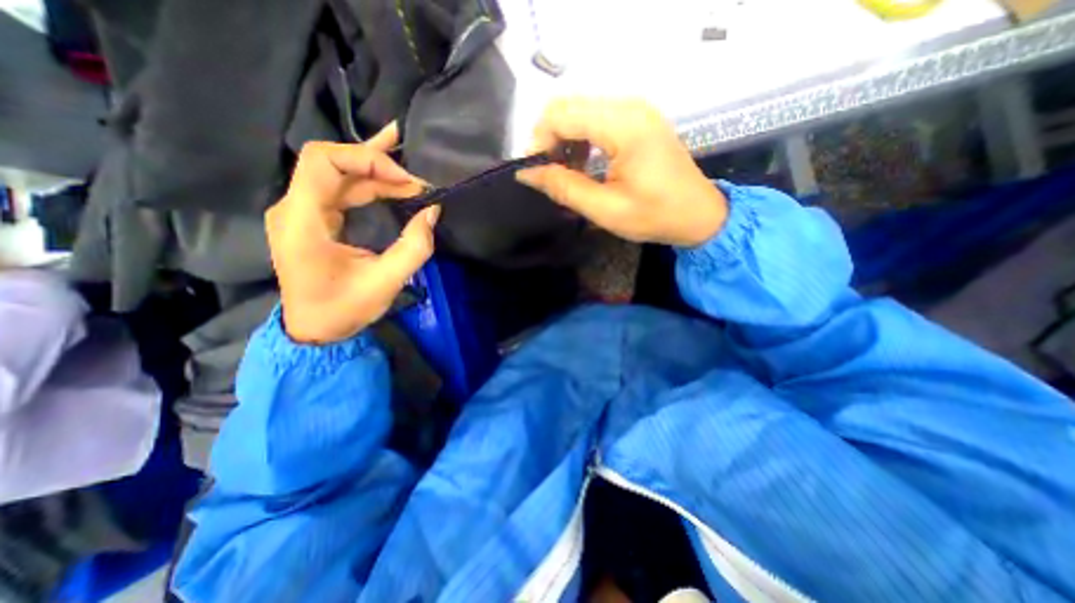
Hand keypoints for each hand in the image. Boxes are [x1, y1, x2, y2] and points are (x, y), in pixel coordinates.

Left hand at [267, 122, 438, 342]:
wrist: (314, 329)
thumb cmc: (344, 309)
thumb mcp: (386, 282)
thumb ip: (414, 247)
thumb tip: (432, 213)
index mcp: (302, 222)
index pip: (324, 161)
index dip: (368, 160)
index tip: (406, 182)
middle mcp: (294, 208)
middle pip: (330, 162)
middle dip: (377, 165)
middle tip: (417, 181)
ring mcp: (301, 212)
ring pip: (337, 174)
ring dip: (376, 173)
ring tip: (410, 173)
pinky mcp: (313, 218)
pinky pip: (340, 189)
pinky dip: (368, 182)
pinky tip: (388, 174)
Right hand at [515, 99, 730, 247]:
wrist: (698, 214)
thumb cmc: (655, 216)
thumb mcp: (606, 209)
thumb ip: (564, 188)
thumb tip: (527, 173)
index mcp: (624, 126)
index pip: (561, 115)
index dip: (539, 141)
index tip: (534, 172)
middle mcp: (629, 106)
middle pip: (568, 107)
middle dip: (548, 139)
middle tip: (546, 174)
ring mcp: (635, 110)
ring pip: (580, 111)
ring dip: (563, 140)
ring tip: (564, 173)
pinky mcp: (638, 119)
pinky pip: (596, 118)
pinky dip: (580, 139)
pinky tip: (582, 164)